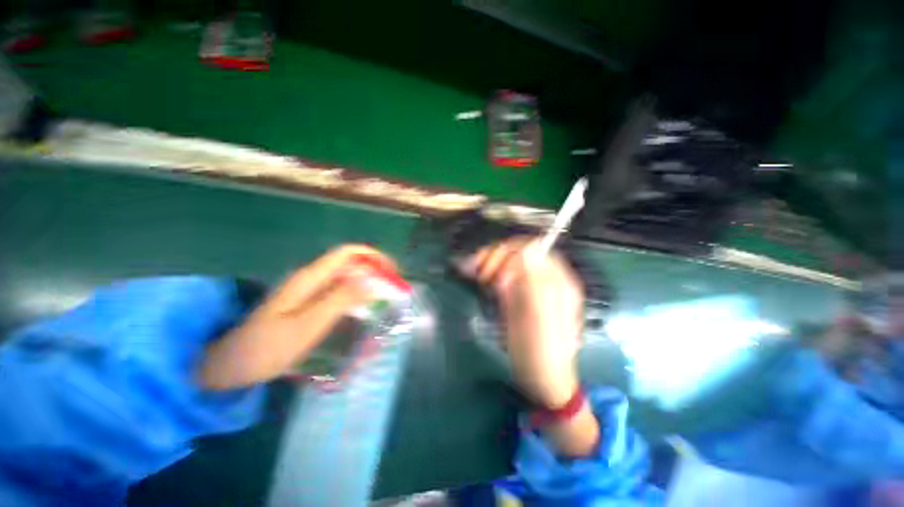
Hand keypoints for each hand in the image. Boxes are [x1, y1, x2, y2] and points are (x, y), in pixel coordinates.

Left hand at [199, 245, 396, 389]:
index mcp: (310, 278)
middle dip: (373, 270)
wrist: (230, 365)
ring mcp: (308, 290)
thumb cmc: (266, 348)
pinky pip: (338, 291)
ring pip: (345, 277)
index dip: (372, 256)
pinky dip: (355, 295)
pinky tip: (362, 310)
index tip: (391, 270)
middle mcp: (310, 278)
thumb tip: (372, 281)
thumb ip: (340, 300)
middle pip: (349, 263)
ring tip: (383, 299)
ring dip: (366, 283)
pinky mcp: (307, 302)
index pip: (347, 253)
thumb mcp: (307, 325)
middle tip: (392, 288)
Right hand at [463, 237, 584, 407]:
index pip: (532, 248)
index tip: (493, 273)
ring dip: (488, 263)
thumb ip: (535, 280)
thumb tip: (530, 246)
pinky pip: (503, 275)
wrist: (543, 379)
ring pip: (508, 262)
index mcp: (557, 280)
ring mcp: (531, 287)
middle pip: (518, 253)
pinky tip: (478, 278)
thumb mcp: (540, 318)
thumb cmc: (542, 353)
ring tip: (473, 274)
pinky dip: (488, 273)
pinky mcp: (519, 296)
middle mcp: (546, 279)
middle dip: (495, 257)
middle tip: (479, 276)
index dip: (510, 253)